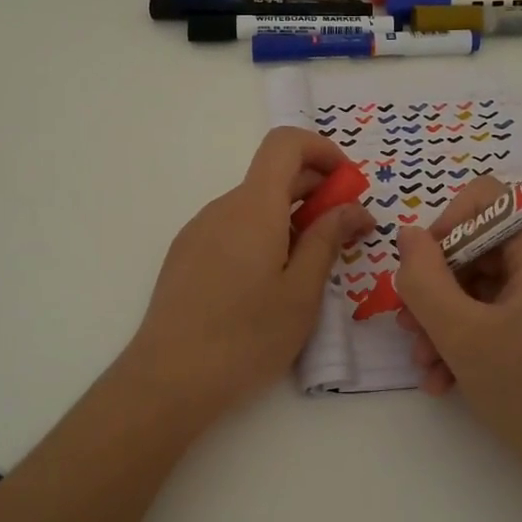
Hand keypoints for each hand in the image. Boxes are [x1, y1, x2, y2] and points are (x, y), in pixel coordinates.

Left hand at [119, 127, 373, 427]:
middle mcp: (222, 208)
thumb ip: (327, 240)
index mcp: (253, 207)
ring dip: (289, 218)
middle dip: (316, 192)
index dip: (322, 151)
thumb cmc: (247, 336)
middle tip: (345, 234)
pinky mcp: (185, 255)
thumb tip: (352, 208)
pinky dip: (262, 236)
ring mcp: (199, 230)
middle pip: (272, 175)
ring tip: (308, 267)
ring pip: (253, 206)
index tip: (347, 185)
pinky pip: (232, 228)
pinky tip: (268, 283)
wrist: (169, 378)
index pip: (285, 143)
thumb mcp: (302, 292)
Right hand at [395, 175, 521, 484]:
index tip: (418, 275)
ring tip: (427, 367)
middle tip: (410, 331)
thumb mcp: (463, 336)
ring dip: (449, 322)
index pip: (486, 200)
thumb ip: (424, 279)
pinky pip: (508, 314)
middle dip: (438, 290)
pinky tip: (449, 380)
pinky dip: (475, 339)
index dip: (443, 228)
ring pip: (489, 287)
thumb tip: (407, 235)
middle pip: (483, 249)